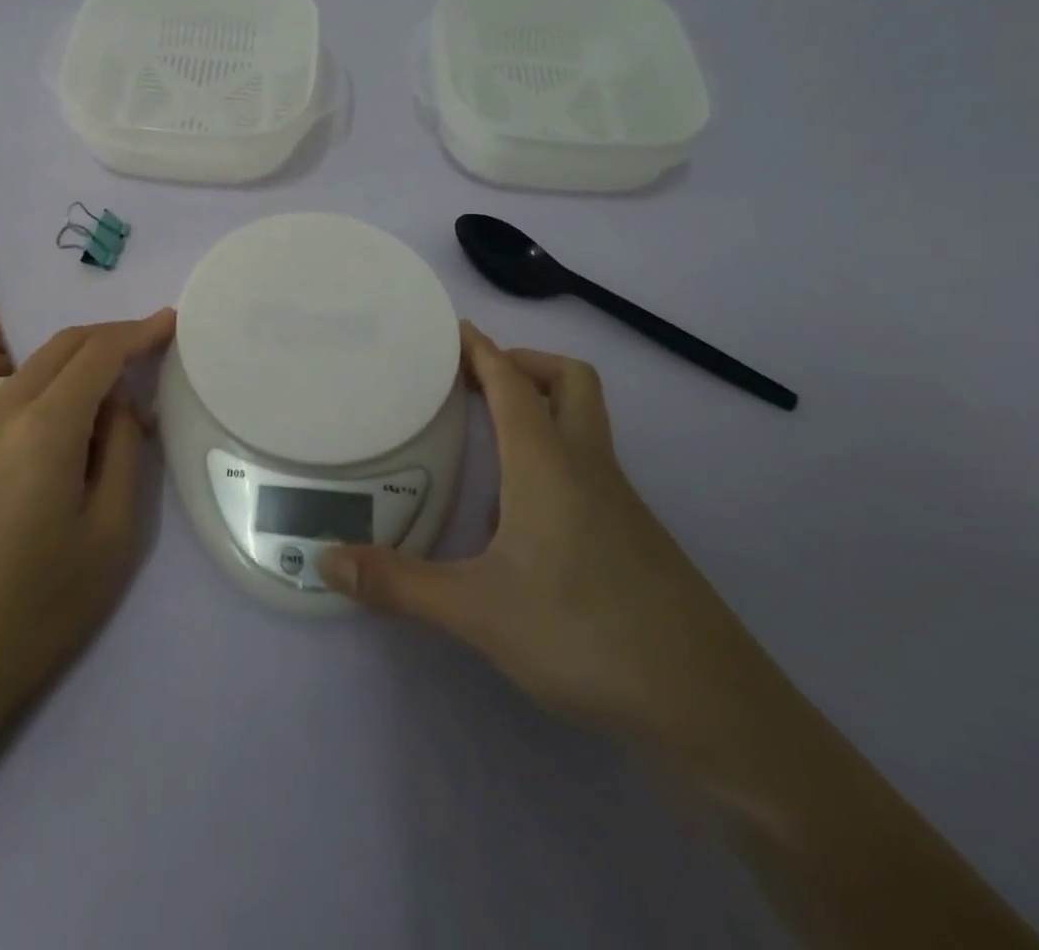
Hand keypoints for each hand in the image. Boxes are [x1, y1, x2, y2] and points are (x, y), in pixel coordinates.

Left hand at [0, 309, 175, 725]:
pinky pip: (9, 403)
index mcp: (43, 430)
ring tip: (113, 400)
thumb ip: (125, 451)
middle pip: (60, 347)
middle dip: (108, 337)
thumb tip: (120, 406)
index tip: (170, 322)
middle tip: (148, 348)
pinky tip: (65, 436)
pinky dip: (47, 395)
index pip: (97, 353)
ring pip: (31, 372)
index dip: (138, 332)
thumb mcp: (113, 532)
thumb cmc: (43, 605)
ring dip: (77, 366)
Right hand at [319, 322, 748, 742]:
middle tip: (474, 382)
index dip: (480, 349)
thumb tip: (326, 561)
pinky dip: (553, 464)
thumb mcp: (477, 611)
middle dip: (523, 365)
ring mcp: (620, 504)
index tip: (450, 329)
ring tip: (485, 446)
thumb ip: (398, 584)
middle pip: (569, 382)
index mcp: (548, 463)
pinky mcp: (635, 539)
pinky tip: (518, 524)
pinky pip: (588, 473)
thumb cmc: (586, 635)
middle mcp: (588, 468)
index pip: (512, 382)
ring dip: (540, 413)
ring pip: (584, 427)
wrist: (713, 709)